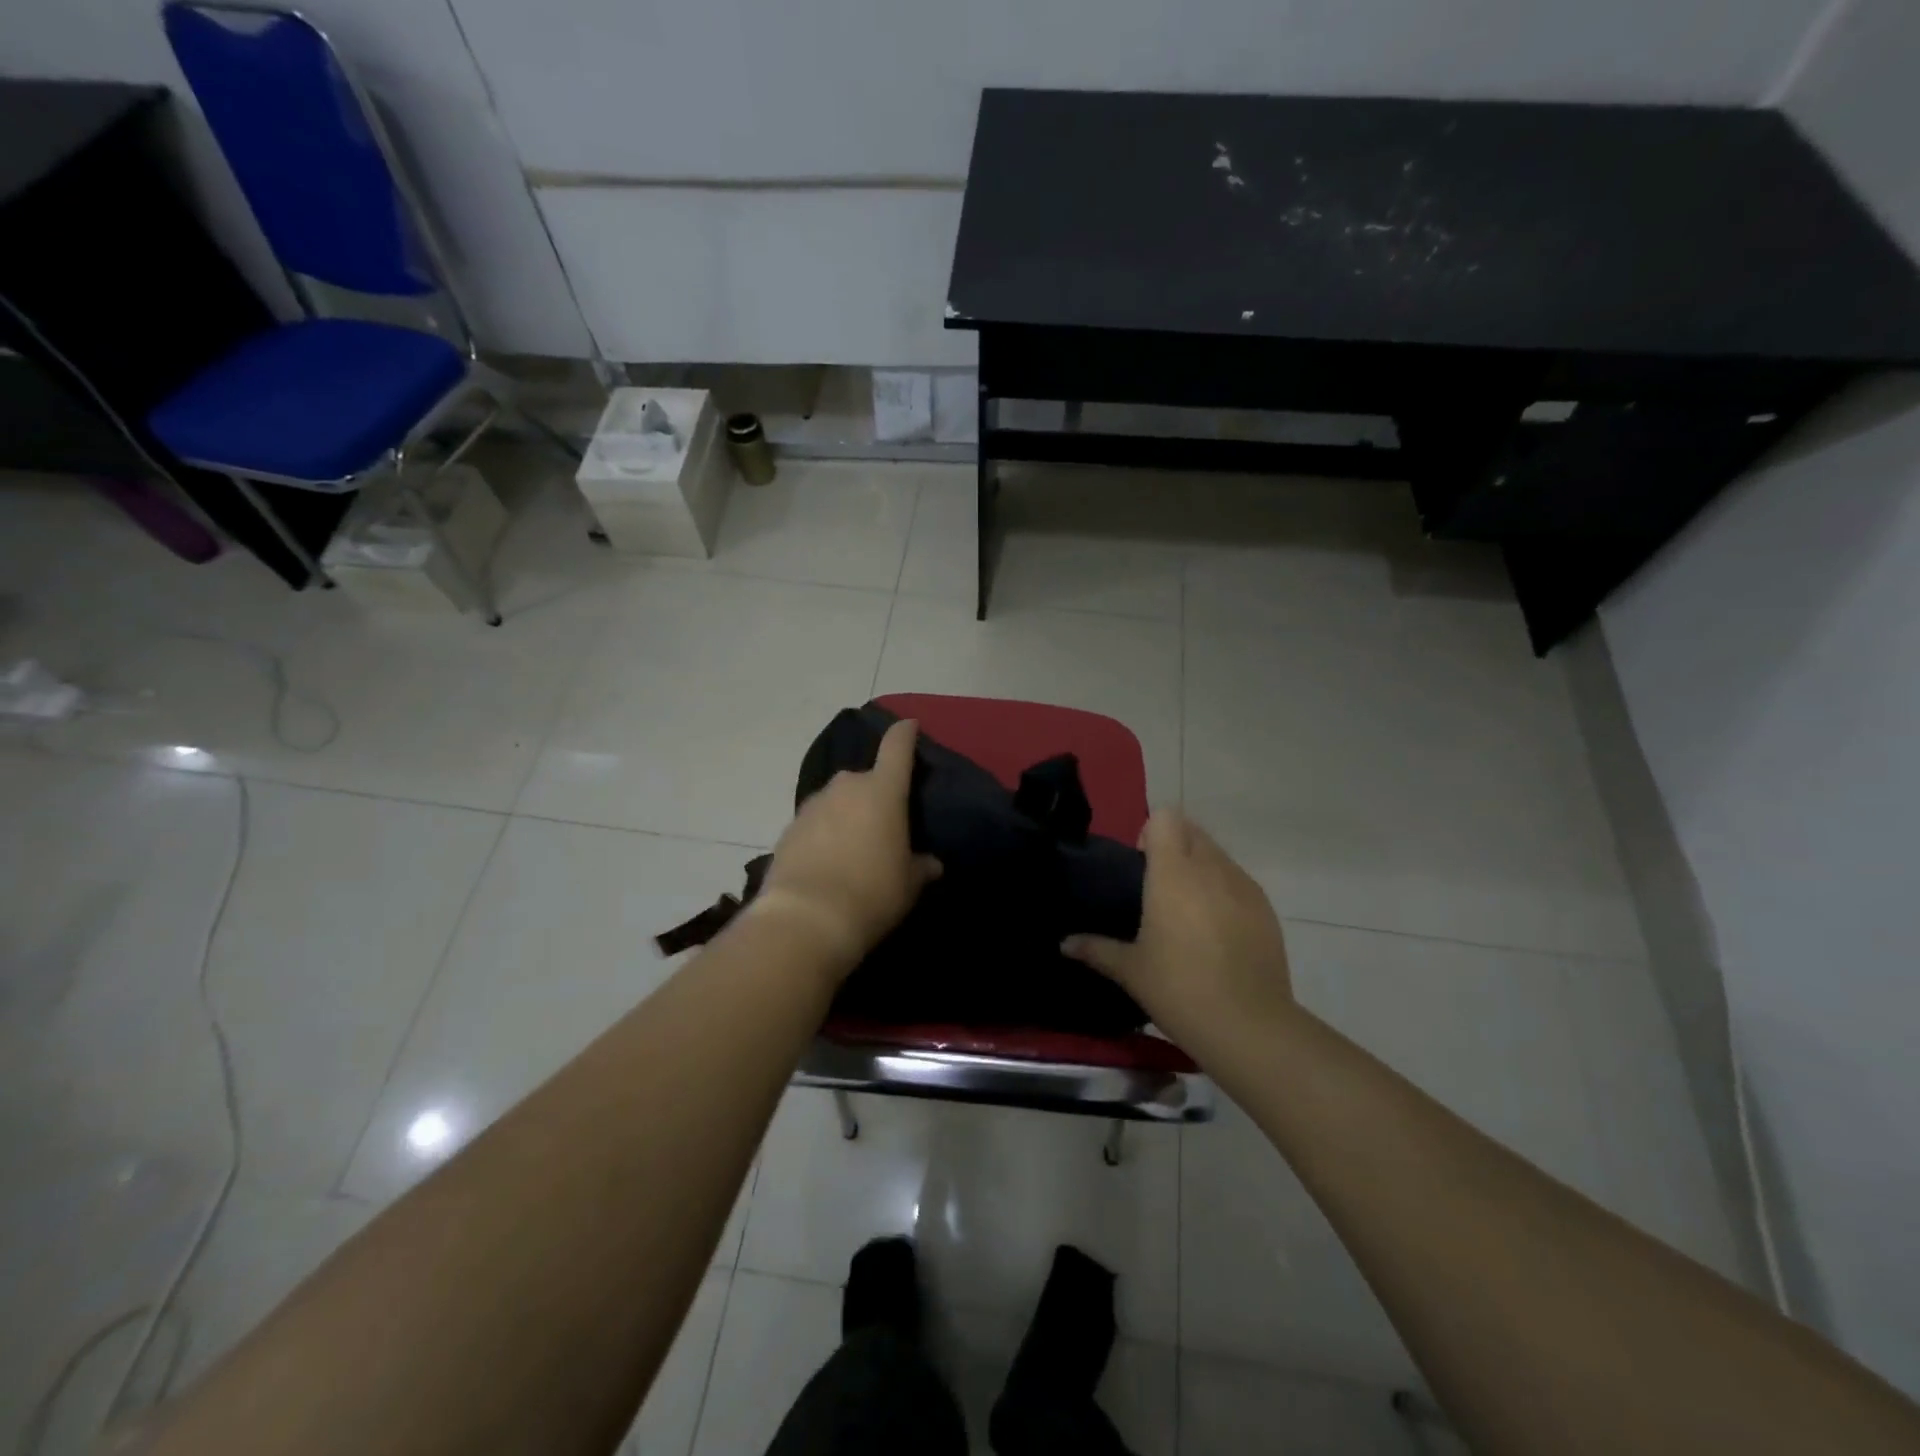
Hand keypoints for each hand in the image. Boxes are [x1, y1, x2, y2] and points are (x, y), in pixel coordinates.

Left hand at [754, 717, 942, 974]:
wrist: (806, 919)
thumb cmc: (872, 893)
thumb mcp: (909, 884)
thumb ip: (921, 867)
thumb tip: (931, 863)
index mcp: (883, 790)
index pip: (897, 746)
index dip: (905, 733)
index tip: (909, 725)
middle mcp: (846, 787)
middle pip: (865, 778)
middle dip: (874, 794)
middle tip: (882, 823)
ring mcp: (813, 805)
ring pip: (837, 801)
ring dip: (846, 815)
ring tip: (853, 848)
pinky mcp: (789, 828)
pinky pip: (815, 823)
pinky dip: (824, 834)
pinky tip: (827, 862)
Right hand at [1063, 809, 1292, 1048]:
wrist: (1248, 1026)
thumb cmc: (1179, 988)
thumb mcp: (1130, 970)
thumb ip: (1095, 948)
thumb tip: (1064, 943)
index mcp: (1173, 872)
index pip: (1165, 818)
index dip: (1150, 833)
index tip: (1141, 865)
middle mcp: (1211, 868)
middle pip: (1192, 830)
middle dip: (1175, 847)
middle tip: (1159, 888)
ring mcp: (1244, 886)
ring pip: (1218, 856)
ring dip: (1200, 868)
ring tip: (1188, 912)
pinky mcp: (1266, 909)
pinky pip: (1239, 882)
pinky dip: (1224, 892)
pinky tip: (1217, 933)